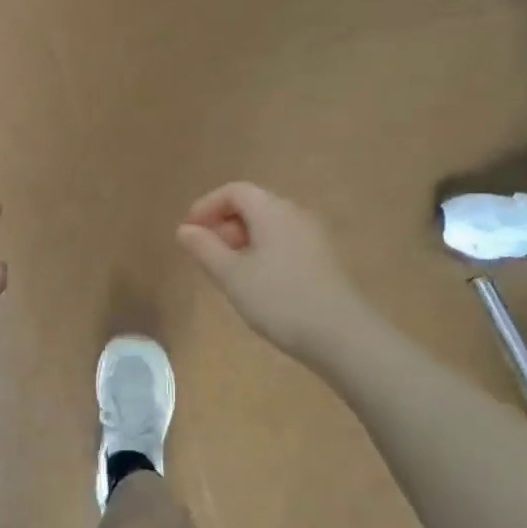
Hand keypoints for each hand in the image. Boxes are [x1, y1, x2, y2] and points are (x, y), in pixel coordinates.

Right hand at [176, 181, 361, 361]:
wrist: (342, 336)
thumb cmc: (279, 300)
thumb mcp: (231, 275)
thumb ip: (204, 248)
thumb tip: (184, 229)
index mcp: (272, 210)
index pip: (234, 191)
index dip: (206, 206)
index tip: (188, 232)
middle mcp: (295, 214)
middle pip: (252, 205)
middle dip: (223, 224)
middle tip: (205, 255)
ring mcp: (312, 237)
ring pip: (268, 226)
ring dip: (241, 241)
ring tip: (227, 272)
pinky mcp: (322, 259)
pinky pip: (283, 242)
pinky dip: (261, 252)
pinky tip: (255, 283)